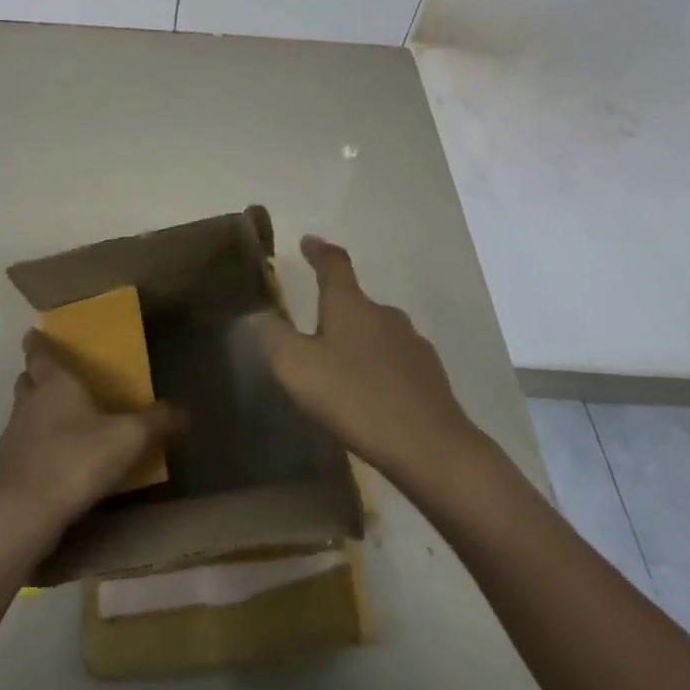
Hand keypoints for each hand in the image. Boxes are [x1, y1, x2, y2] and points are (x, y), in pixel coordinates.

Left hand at [0, 331, 184, 534]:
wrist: (26, 512)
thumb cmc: (78, 459)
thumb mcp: (129, 438)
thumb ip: (157, 421)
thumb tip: (183, 412)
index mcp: (54, 383)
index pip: (39, 352)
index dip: (38, 342)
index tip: (36, 334)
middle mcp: (29, 402)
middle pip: (27, 380)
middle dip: (38, 376)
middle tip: (59, 380)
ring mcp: (13, 435)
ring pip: (22, 413)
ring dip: (36, 413)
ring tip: (62, 423)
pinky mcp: (7, 468)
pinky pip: (22, 447)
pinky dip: (35, 448)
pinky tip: (55, 463)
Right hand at [254, 235, 479, 485]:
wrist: (432, 448)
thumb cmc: (356, 398)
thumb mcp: (297, 368)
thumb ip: (273, 338)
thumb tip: (257, 315)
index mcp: (350, 305)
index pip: (333, 264)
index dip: (318, 251)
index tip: (308, 242)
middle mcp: (384, 315)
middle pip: (356, 301)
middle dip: (334, 310)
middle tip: (313, 332)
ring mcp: (412, 345)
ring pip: (377, 332)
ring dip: (357, 342)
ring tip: (339, 369)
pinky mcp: (430, 377)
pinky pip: (395, 362)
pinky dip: (378, 370)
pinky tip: (369, 396)